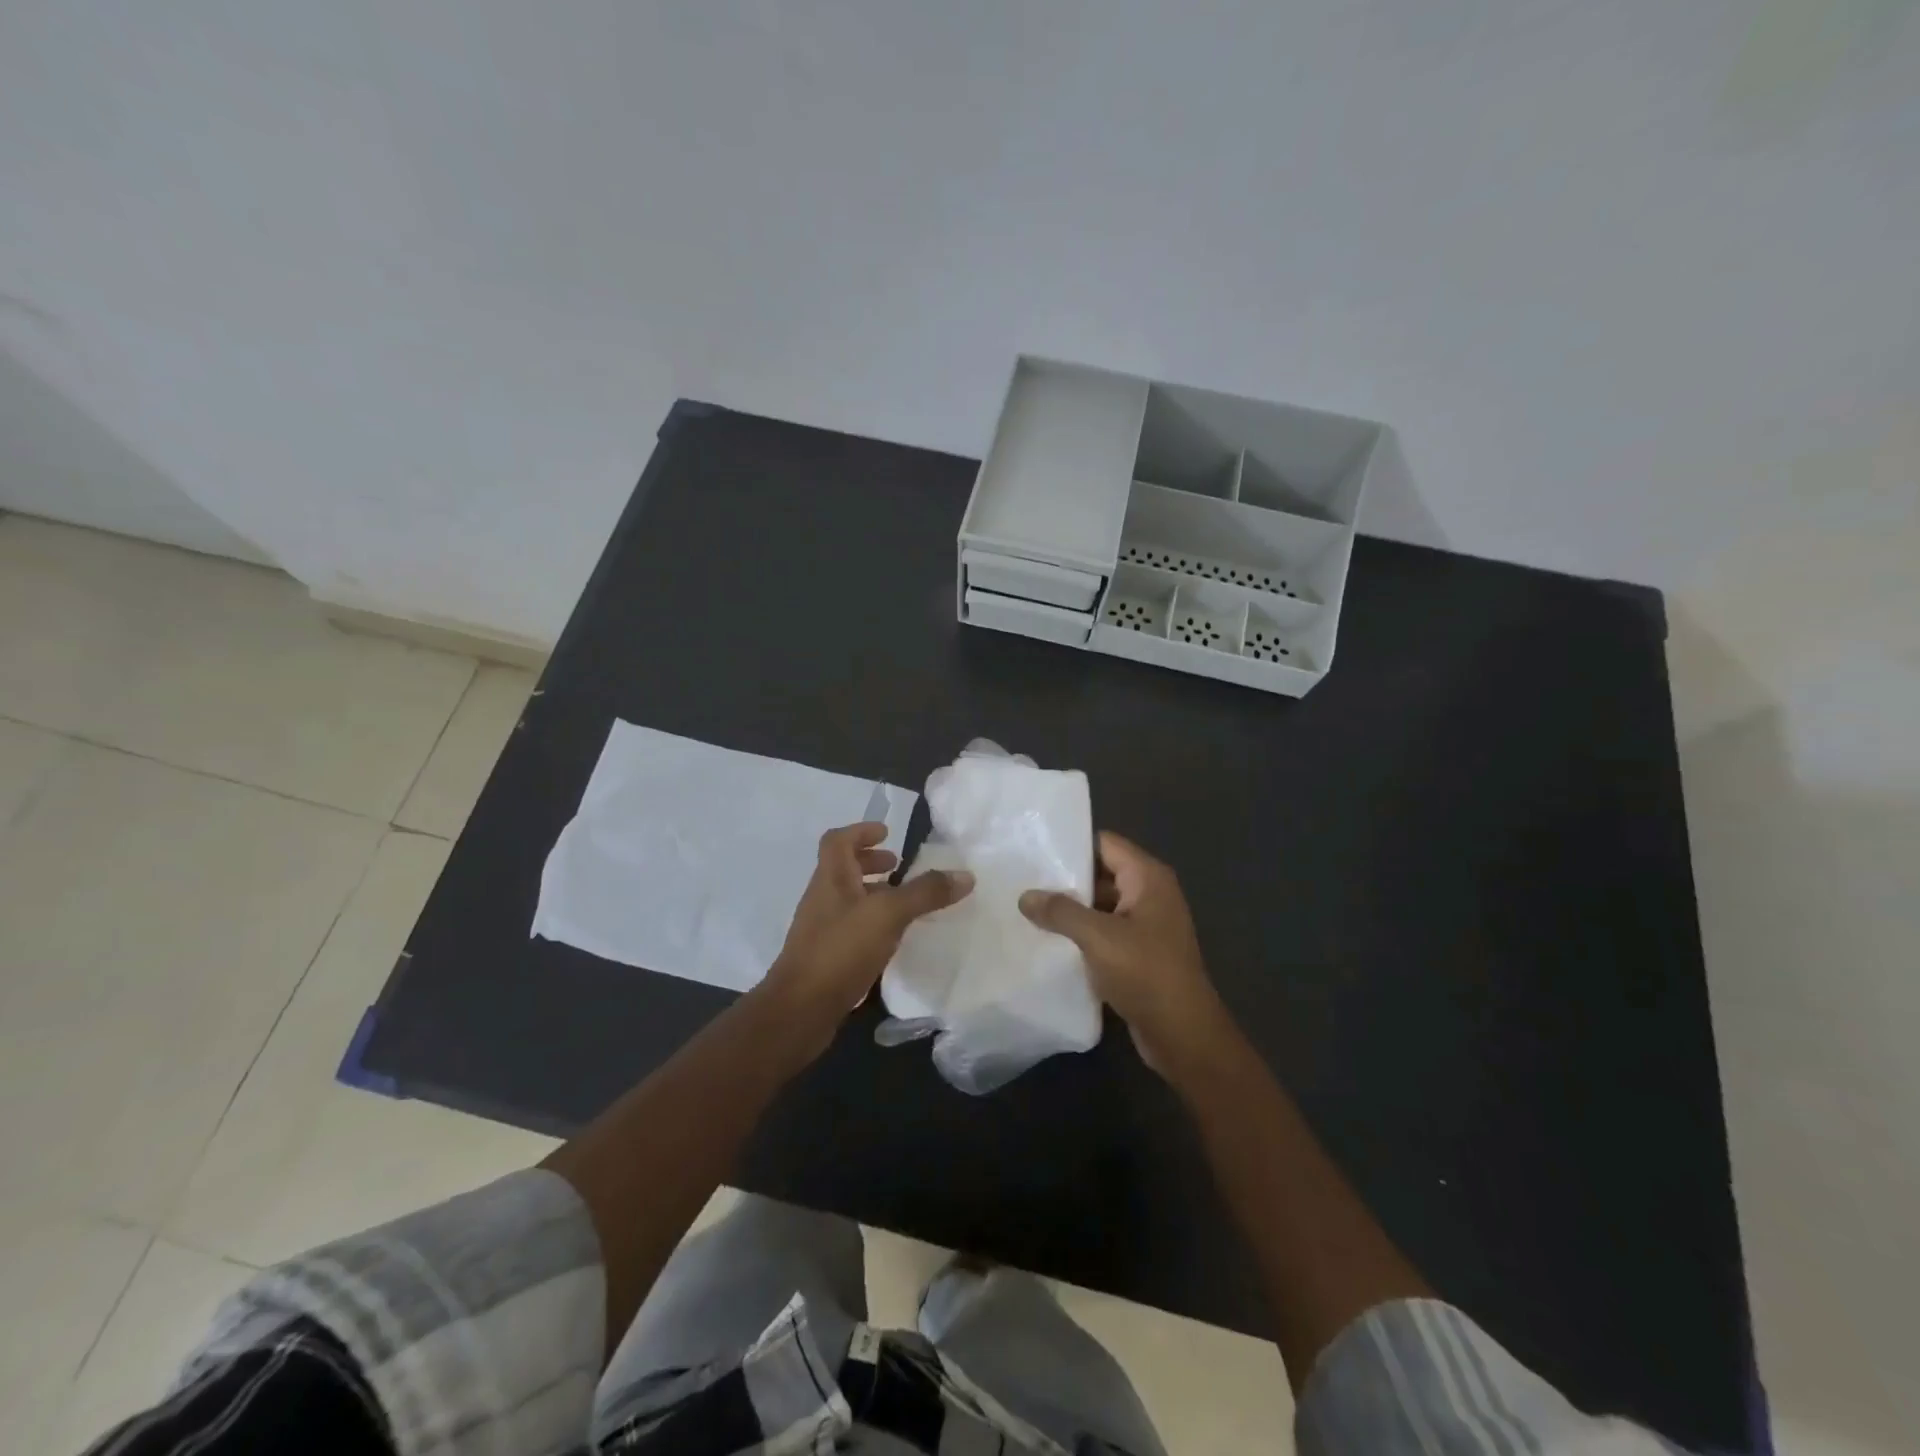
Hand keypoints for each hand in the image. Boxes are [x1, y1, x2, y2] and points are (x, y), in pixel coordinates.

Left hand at [761, 821, 972, 1059]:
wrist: (800, 1010)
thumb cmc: (840, 950)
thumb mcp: (888, 915)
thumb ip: (925, 893)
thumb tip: (966, 875)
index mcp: (831, 878)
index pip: (838, 840)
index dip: (861, 831)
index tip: (887, 834)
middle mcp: (823, 898)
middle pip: (843, 868)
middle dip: (871, 863)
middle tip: (899, 867)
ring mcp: (821, 929)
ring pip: (848, 900)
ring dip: (873, 894)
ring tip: (904, 903)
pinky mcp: (826, 957)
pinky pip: (851, 928)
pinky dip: (872, 924)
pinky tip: (893, 940)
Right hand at [1019, 832, 1234, 1079]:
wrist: (1183, 1035)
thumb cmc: (1146, 974)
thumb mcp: (1098, 937)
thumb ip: (1060, 912)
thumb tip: (1026, 896)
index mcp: (1148, 878)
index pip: (1104, 843)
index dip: (1071, 844)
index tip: (1033, 850)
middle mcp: (1150, 894)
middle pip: (1101, 873)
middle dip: (1065, 879)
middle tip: (1022, 880)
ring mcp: (1146, 924)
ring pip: (1100, 905)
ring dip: (1070, 909)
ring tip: (1028, 909)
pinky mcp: (1139, 952)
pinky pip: (1104, 931)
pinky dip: (1081, 933)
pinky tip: (1049, 940)